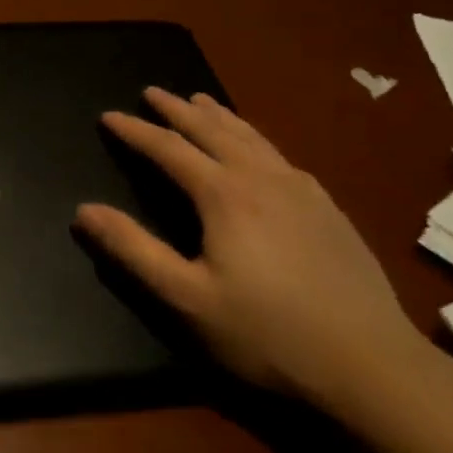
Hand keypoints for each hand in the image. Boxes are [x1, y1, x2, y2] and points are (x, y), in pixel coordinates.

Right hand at [74, 88, 426, 407]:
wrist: (369, 360)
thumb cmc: (265, 331)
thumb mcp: (186, 296)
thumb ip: (134, 249)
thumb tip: (84, 210)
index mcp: (225, 195)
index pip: (169, 148)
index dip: (136, 131)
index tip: (108, 115)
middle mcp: (263, 178)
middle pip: (212, 130)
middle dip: (177, 109)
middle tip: (152, 91)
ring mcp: (302, 189)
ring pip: (251, 136)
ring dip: (219, 115)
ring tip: (200, 100)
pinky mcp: (327, 207)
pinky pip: (278, 154)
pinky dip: (253, 136)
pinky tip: (257, 149)